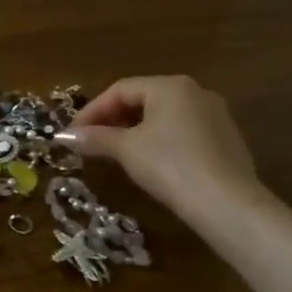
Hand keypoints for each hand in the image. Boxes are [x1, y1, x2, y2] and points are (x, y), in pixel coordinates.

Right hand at [61, 75, 258, 219]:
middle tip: (92, 141)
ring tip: (116, 152)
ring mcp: (216, 116)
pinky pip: (183, 132)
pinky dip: (160, 141)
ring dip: (135, 130)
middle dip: (113, 119)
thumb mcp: (126, 150)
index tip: (74, 133)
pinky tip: (150, 163)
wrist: (228, 205)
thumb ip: (95, 138)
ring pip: (164, 116)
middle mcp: (196, 92)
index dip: (92, 111)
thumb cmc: (171, 166)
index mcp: (170, 86)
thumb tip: (63, 136)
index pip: (120, 90)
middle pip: (143, 99)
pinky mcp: (228, 141)